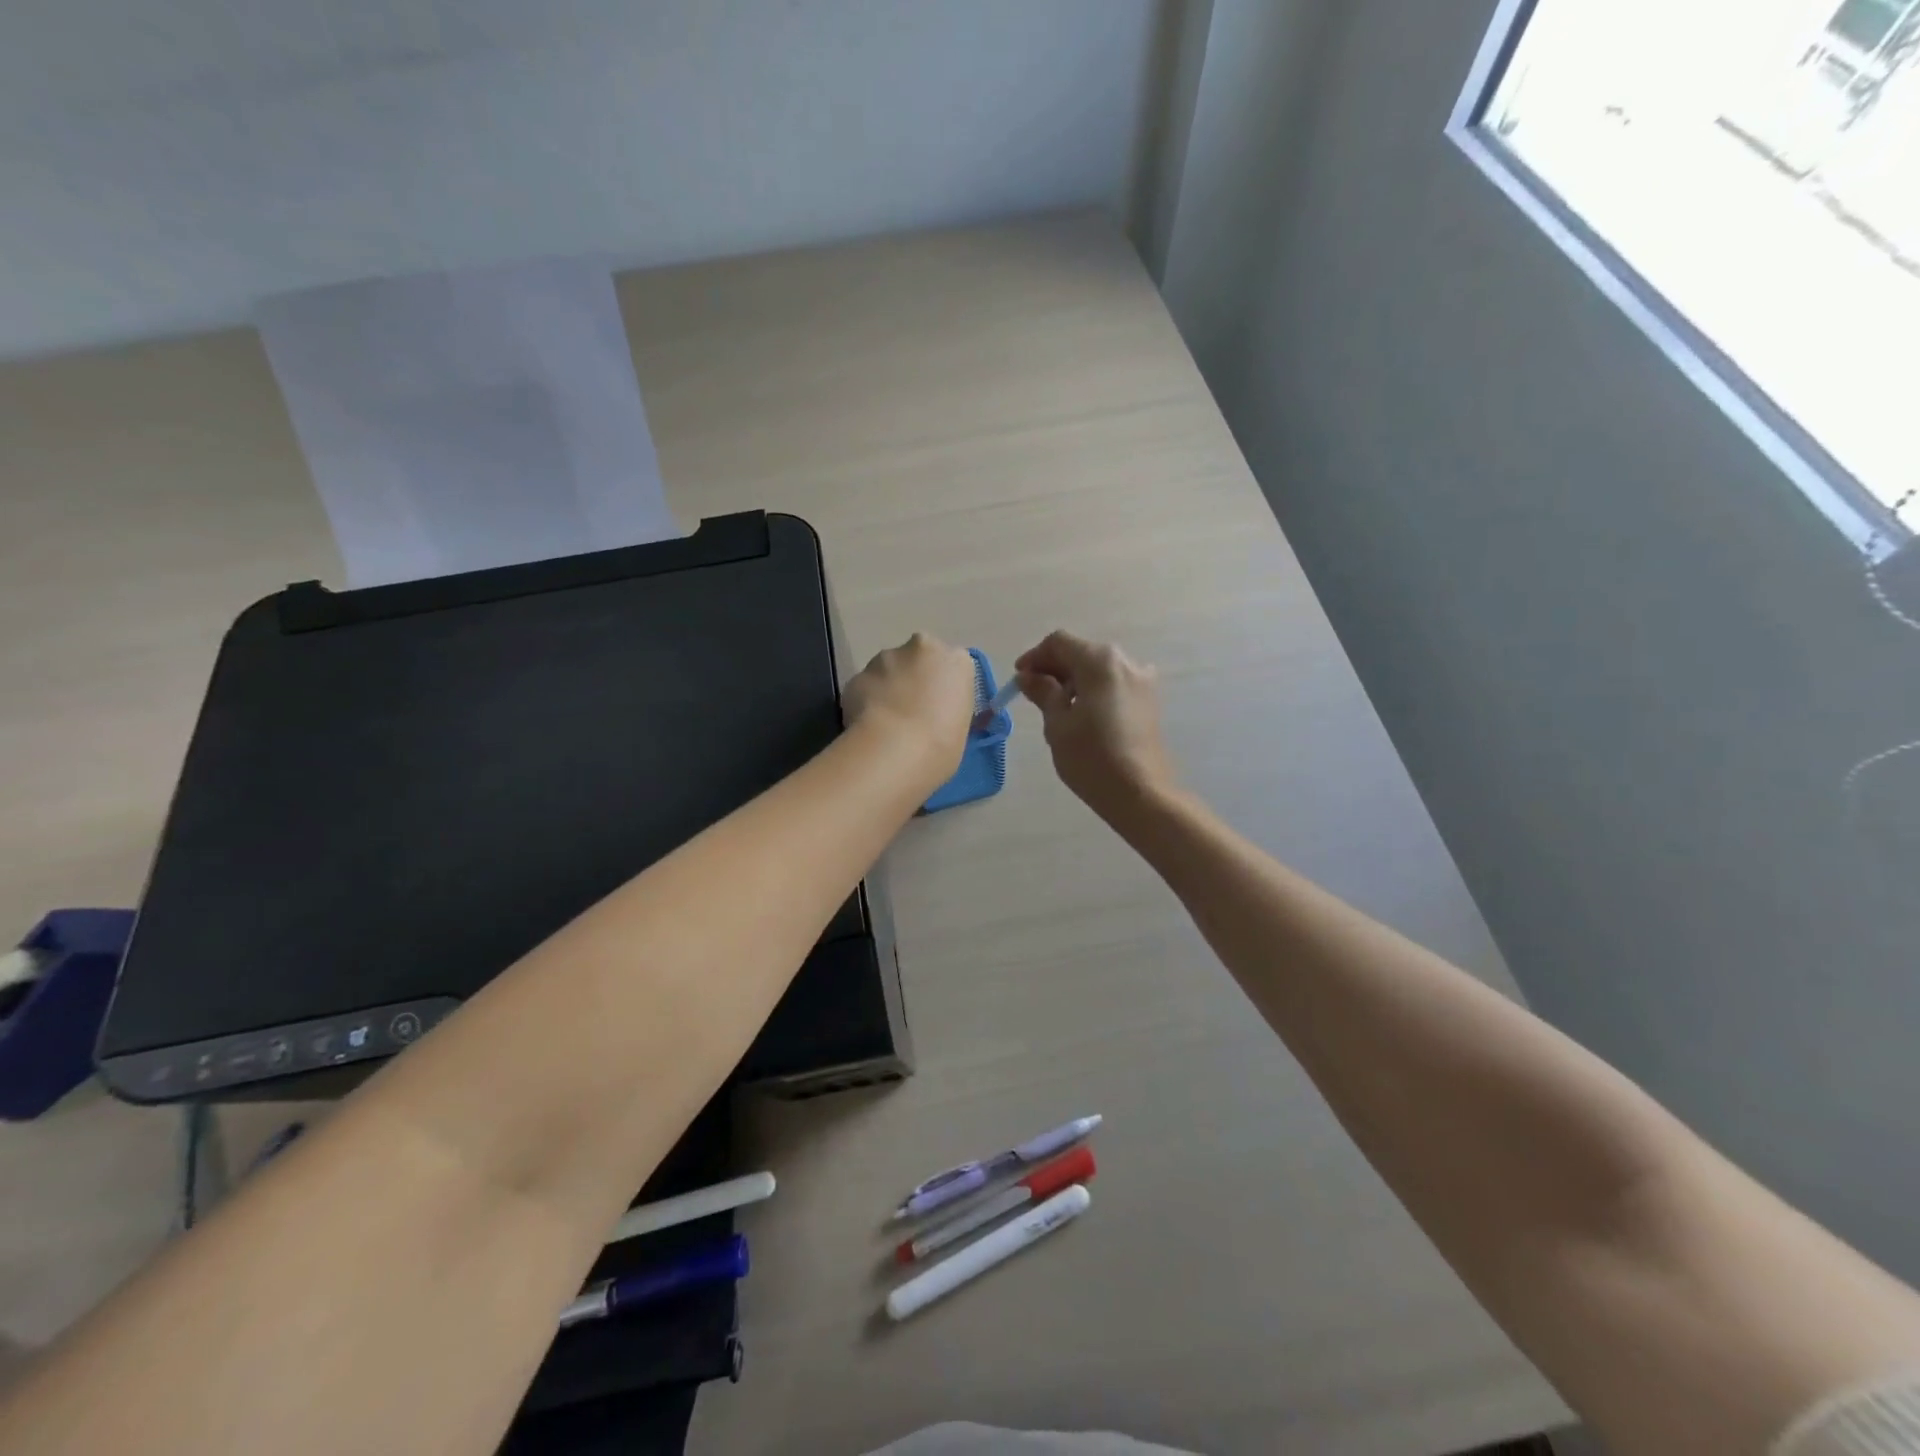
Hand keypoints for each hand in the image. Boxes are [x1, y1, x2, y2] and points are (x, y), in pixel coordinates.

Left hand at [843, 632, 977, 780]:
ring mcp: (885, 658)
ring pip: (888, 669)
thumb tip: (932, 712)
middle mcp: (921, 648)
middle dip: (914, 677)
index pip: (953, 666)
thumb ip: (947, 708)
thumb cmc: (942, 744)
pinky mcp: (857, 674)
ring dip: (888, 687)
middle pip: (918, 658)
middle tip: (912, 710)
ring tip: (886, 721)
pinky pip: (865, 686)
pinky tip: (867, 725)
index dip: (943, 687)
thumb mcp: (960, 726)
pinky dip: (866, 701)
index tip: (937, 707)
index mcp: (957, 661)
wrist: (895, 749)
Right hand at [1015, 630, 1176, 822]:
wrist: (1141, 794)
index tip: (1019, 679)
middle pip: (1081, 652)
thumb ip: (1043, 692)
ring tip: (1056, 708)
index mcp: (1100, 661)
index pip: (1059, 643)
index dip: (1035, 657)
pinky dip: (1093, 690)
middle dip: (1054, 668)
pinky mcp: (1149, 701)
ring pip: (1098, 669)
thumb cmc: (1092, 758)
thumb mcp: (1058, 724)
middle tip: (1033, 694)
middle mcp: (1126, 661)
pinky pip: (1114, 684)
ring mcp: (1142, 681)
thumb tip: (1028, 676)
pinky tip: (1081, 715)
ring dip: (1074, 680)